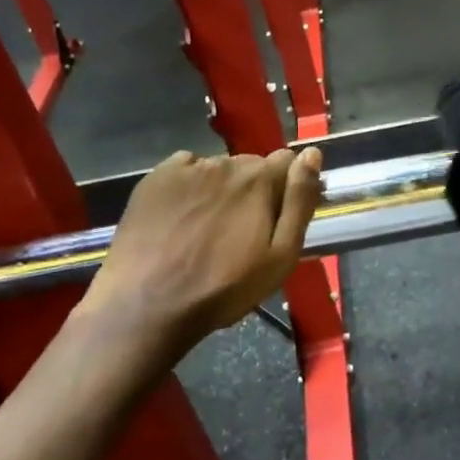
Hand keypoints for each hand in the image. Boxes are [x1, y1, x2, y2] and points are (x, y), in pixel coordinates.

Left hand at [81, 147, 322, 359]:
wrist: (146, 305)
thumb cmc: (224, 288)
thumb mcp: (281, 255)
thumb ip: (300, 201)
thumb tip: (312, 154)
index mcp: (260, 180)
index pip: (288, 161)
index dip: (287, 188)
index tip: (276, 218)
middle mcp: (225, 163)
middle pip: (252, 166)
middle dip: (254, 189)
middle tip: (241, 231)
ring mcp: (187, 168)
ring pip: (219, 169)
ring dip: (222, 189)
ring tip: (208, 228)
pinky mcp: (155, 178)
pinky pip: (185, 169)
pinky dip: (190, 185)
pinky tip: (182, 216)